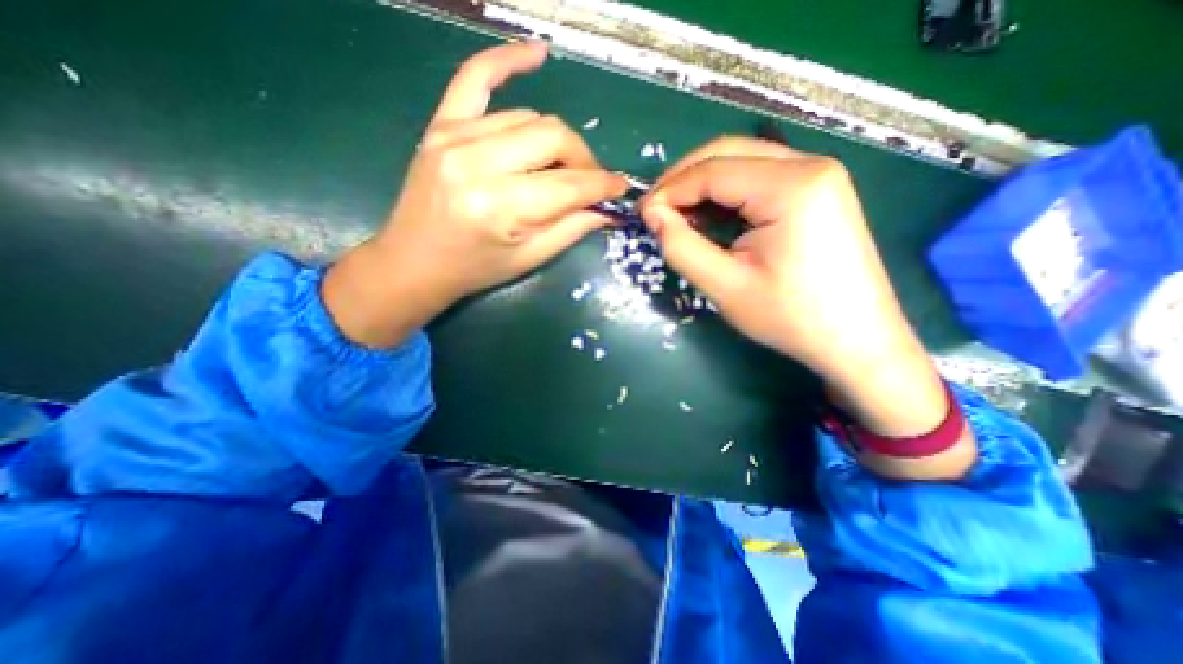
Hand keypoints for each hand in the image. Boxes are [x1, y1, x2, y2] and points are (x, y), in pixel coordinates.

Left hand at [320, 41, 621, 346]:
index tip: (621, 188)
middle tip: (591, 181)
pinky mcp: (441, 125)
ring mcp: (454, 136)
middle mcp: (477, 163)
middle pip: (553, 137)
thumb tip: (608, 209)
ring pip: (529, 118)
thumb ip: (571, 229)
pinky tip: (537, 54)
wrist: (414, 262)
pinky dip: (506, 60)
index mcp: (499, 207)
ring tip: (563, 165)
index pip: (568, 185)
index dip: (602, 185)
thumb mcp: (529, 259)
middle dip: (584, 159)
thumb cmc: (475, 269)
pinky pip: (474, 78)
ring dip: (557, 140)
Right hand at [644, 134, 973, 476]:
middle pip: (728, 153)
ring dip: (703, 185)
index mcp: (791, 186)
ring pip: (742, 162)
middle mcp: (809, 165)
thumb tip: (652, 215)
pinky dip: (726, 194)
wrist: (856, 341)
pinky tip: (710, 217)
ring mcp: (818, 175)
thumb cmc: (791, 318)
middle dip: (683, 180)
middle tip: (656, 211)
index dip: (669, 190)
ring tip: (677, 216)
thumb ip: (681, 246)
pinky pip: (759, 178)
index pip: (712, 171)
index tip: (642, 215)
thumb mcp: (725, 286)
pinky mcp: (818, 191)